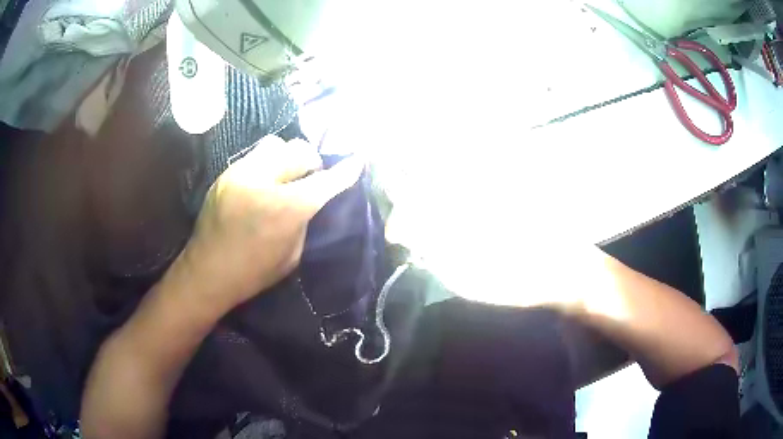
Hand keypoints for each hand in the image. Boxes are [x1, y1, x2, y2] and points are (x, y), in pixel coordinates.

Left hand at [175, 135, 363, 312]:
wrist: (207, 272)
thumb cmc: (253, 273)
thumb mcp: (292, 254)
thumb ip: (305, 219)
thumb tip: (312, 197)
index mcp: (285, 208)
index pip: (324, 181)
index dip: (345, 171)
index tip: (358, 162)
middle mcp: (263, 181)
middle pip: (299, 150)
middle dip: (311, 162)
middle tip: (310, 176)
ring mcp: (240, 173)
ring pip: (275, 144)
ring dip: (287, 157)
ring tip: (285, 174)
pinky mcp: (225, 174)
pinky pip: (254, 156)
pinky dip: (266, 164)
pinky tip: (263, 182)